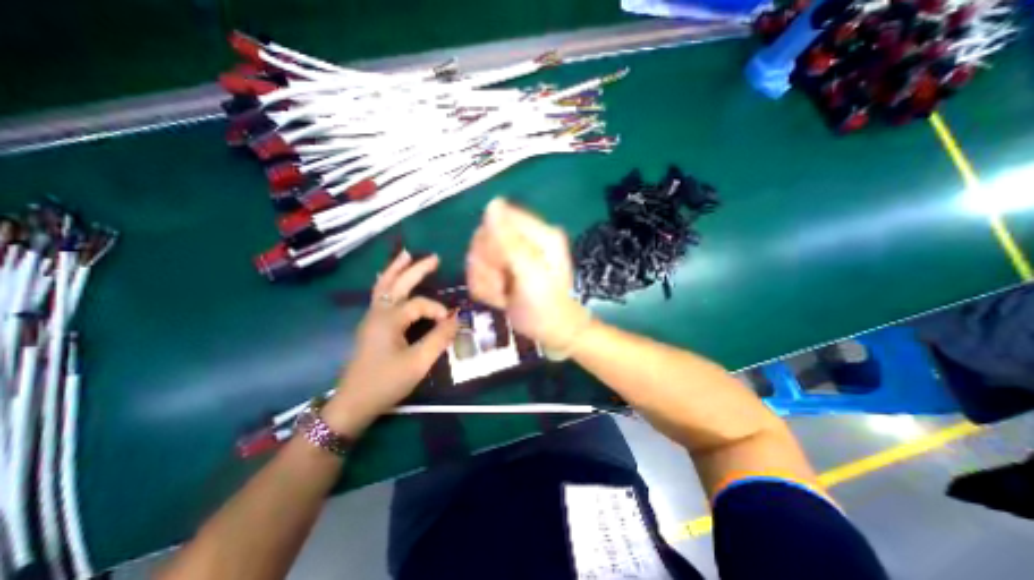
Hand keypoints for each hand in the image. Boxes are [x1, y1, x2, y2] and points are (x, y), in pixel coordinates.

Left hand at [323, 251, 452, 436]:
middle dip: (416, 268)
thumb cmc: (386, 382)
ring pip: (383, 285)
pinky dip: (387, 282)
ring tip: (406, 255)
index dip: (438, 310)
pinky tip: (390, 280)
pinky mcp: (370, 326)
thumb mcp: (418, 362)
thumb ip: (439, 338)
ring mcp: (371, 318)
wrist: (353, 404)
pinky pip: (379, 295)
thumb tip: (458, 318)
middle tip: (434, 257)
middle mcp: (378, 312)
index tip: (451, 324)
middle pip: (396, 282)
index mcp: (389, 319)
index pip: (419, 304)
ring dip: (396, 269)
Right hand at [464, 199, 583, 348]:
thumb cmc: (546, 307)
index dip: (491, 243)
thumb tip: (493, 203)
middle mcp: (525, 239)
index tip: (499, 267)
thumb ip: (511, 241)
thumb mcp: (530, 275)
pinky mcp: (503, 269)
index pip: (499, 217)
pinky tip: (500, 298)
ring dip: (484, 281)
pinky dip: (484, 288)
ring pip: (477, 256)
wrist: (553, 333)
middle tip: (503, 285)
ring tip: (503, 295)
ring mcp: (512, 254)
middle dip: (487, 267)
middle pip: (483, 237)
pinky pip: (478, 271)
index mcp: (539, 234)